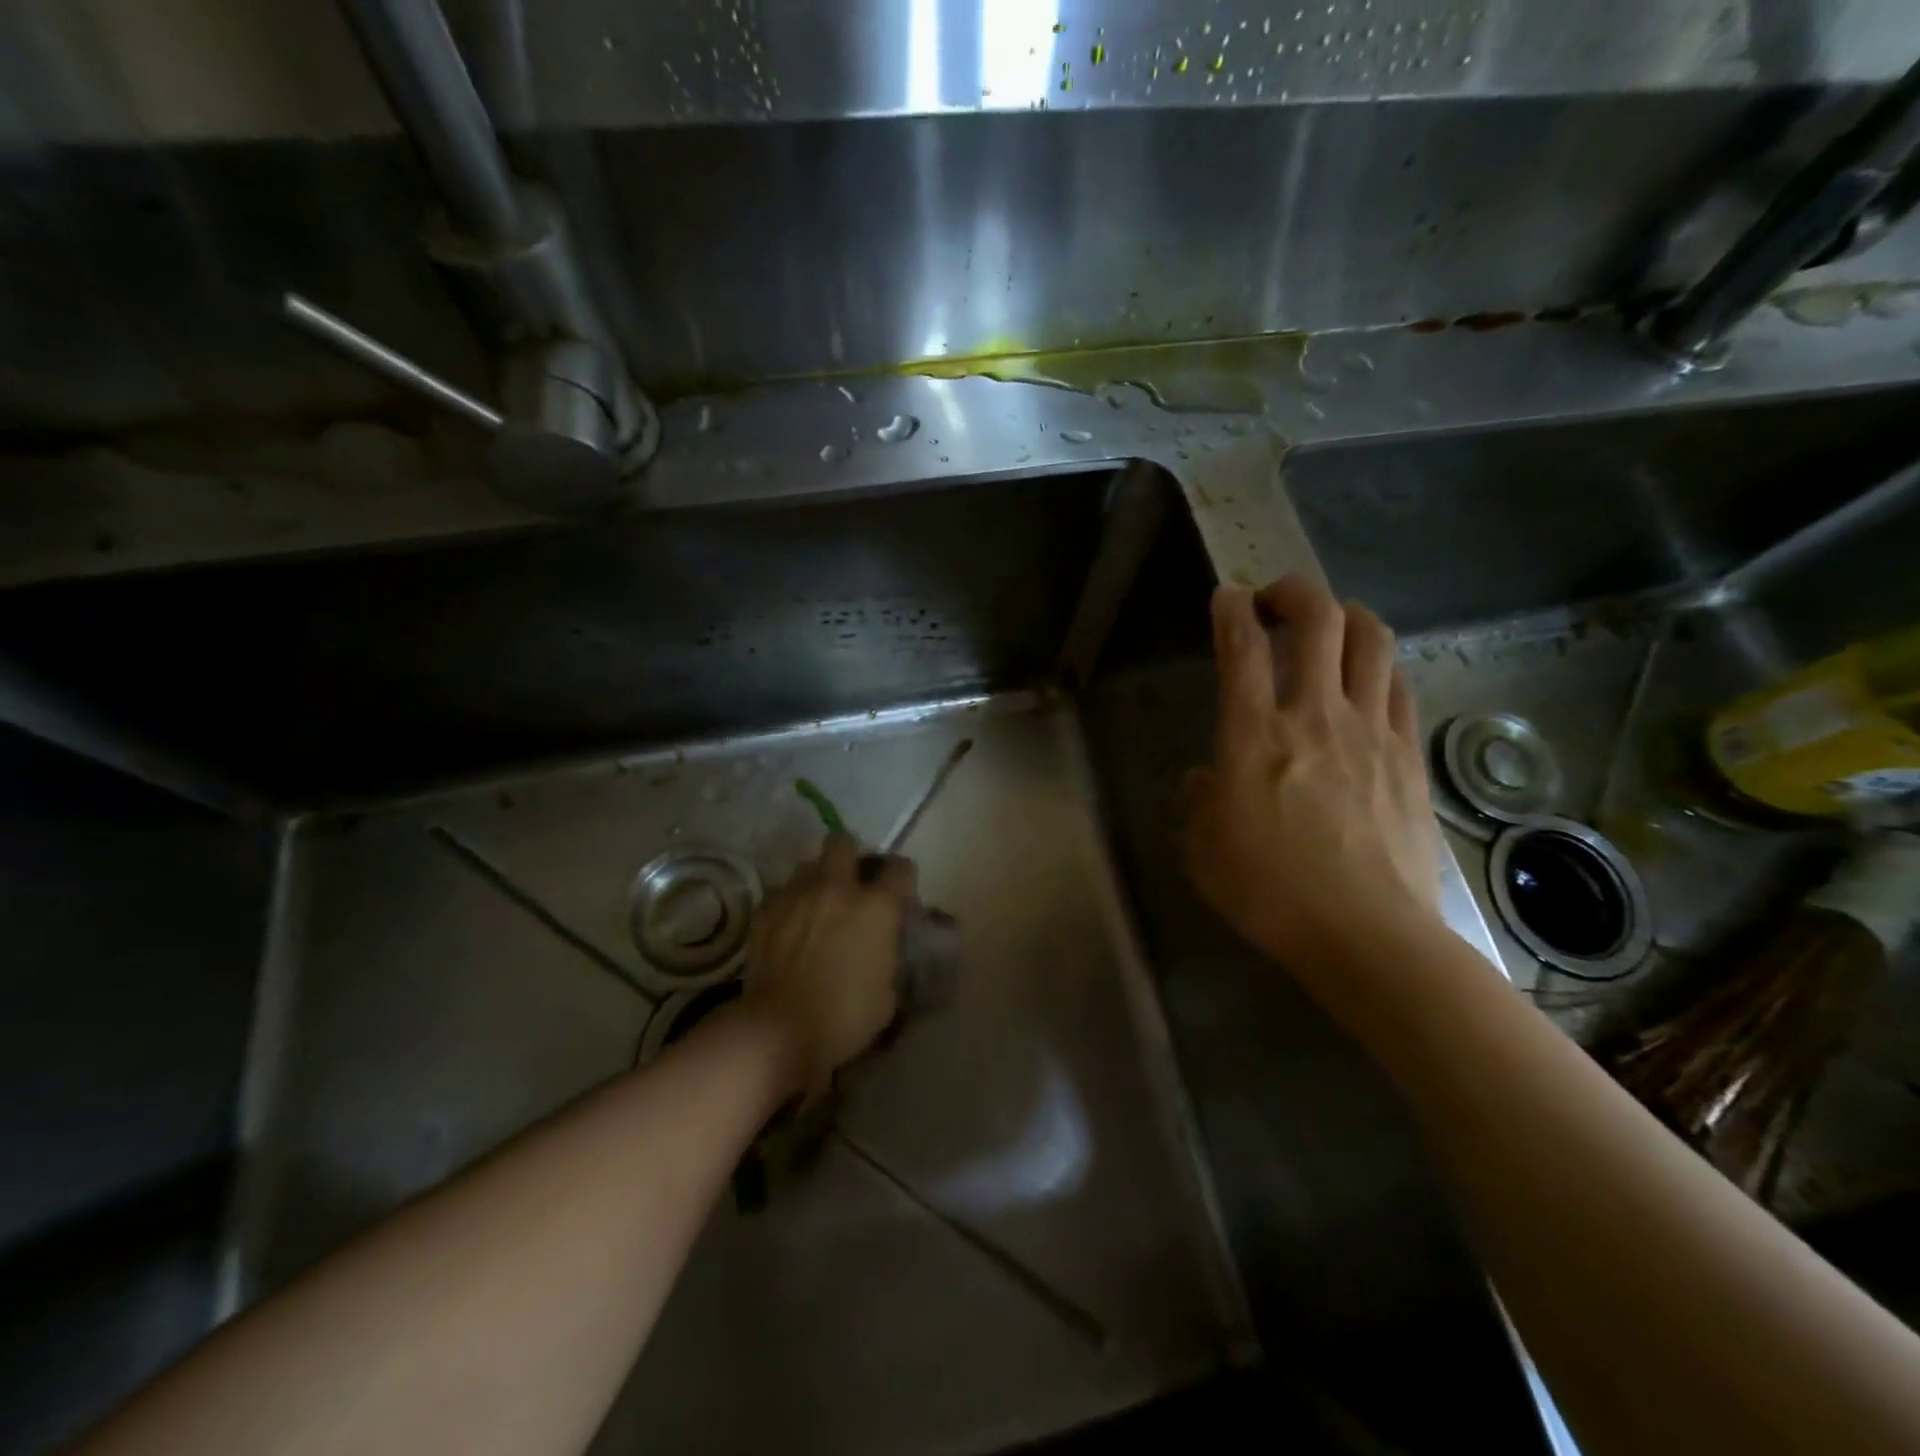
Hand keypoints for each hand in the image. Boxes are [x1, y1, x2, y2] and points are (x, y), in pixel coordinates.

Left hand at [743, 834, 911, 1094]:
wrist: (779, 1029)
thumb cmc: (845, 1017)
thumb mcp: (888, 994)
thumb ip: (890, 958)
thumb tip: (885, 950)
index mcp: (877, 906)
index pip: (900, 868)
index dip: (903, 879)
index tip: (900, 896)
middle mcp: (838, 888)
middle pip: (843, 843)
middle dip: (850, 857)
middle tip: (852, 885)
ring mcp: (797, 895)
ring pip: (808, 865)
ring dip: (817, 880)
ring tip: (817, 906)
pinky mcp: (766, 910)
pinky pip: (781, 893)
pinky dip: (789, 904)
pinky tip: (789, 927)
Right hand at [1183, 576, 1440, 974]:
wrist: (1367, 935)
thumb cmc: (1270, 893)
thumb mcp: (1203, 848)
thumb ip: (1199, 800)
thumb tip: (1208, 777)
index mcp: (1254, 736)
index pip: (1241, 648)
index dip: (1230, 610)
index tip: (1226, 597)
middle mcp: (1314, 716)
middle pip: (1318, 620)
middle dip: (1294, 592)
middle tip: (1276, 600)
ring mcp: (1370, 731)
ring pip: (1371, 641)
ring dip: (1346, 616)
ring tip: (1329, 624)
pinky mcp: (1408, 755)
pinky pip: (1399, 686)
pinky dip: (1380, 665)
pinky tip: (1368, 678)